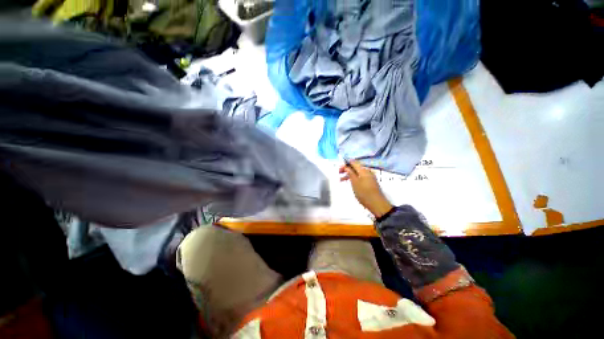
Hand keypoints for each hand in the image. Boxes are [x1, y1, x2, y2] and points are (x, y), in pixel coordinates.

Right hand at [339, 160, 392, 217]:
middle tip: (339, 173)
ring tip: (341, 180)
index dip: (346, 163)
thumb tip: (346, 166)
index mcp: (363, 170)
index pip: (354, 163)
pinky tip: (350, 183)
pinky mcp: (370, 183)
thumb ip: (350, 173)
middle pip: (355, 167)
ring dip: (349, 175)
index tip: (339, 167)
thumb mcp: (355, 182)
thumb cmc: (364, 192)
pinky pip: (360, 177)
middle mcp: (367, 172)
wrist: (377, 203)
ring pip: (357, 173)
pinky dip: (354, 178)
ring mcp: (369, 177)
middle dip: (347, 169)